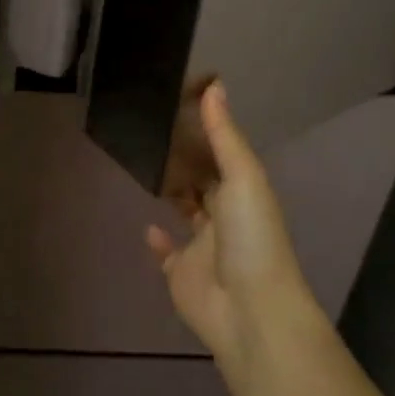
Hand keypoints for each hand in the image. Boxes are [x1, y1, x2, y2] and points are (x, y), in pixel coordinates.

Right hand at [146, 82, 321, 364]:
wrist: (249, 311)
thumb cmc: (250, 238)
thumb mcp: (243, 178)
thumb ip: (224, 135)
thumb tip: (214, 84)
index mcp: (242, 192)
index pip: (221, 155)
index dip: (204, 133)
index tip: (178, 105)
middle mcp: (224, 216)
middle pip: (202, 182)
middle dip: (184, 161)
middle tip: (150, 132)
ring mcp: (202, 247)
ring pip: (185, 213)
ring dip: (172, 194)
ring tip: (144, 168)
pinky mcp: (181, 274)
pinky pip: (167, 254)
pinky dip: (158, 240)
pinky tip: (145, 225)